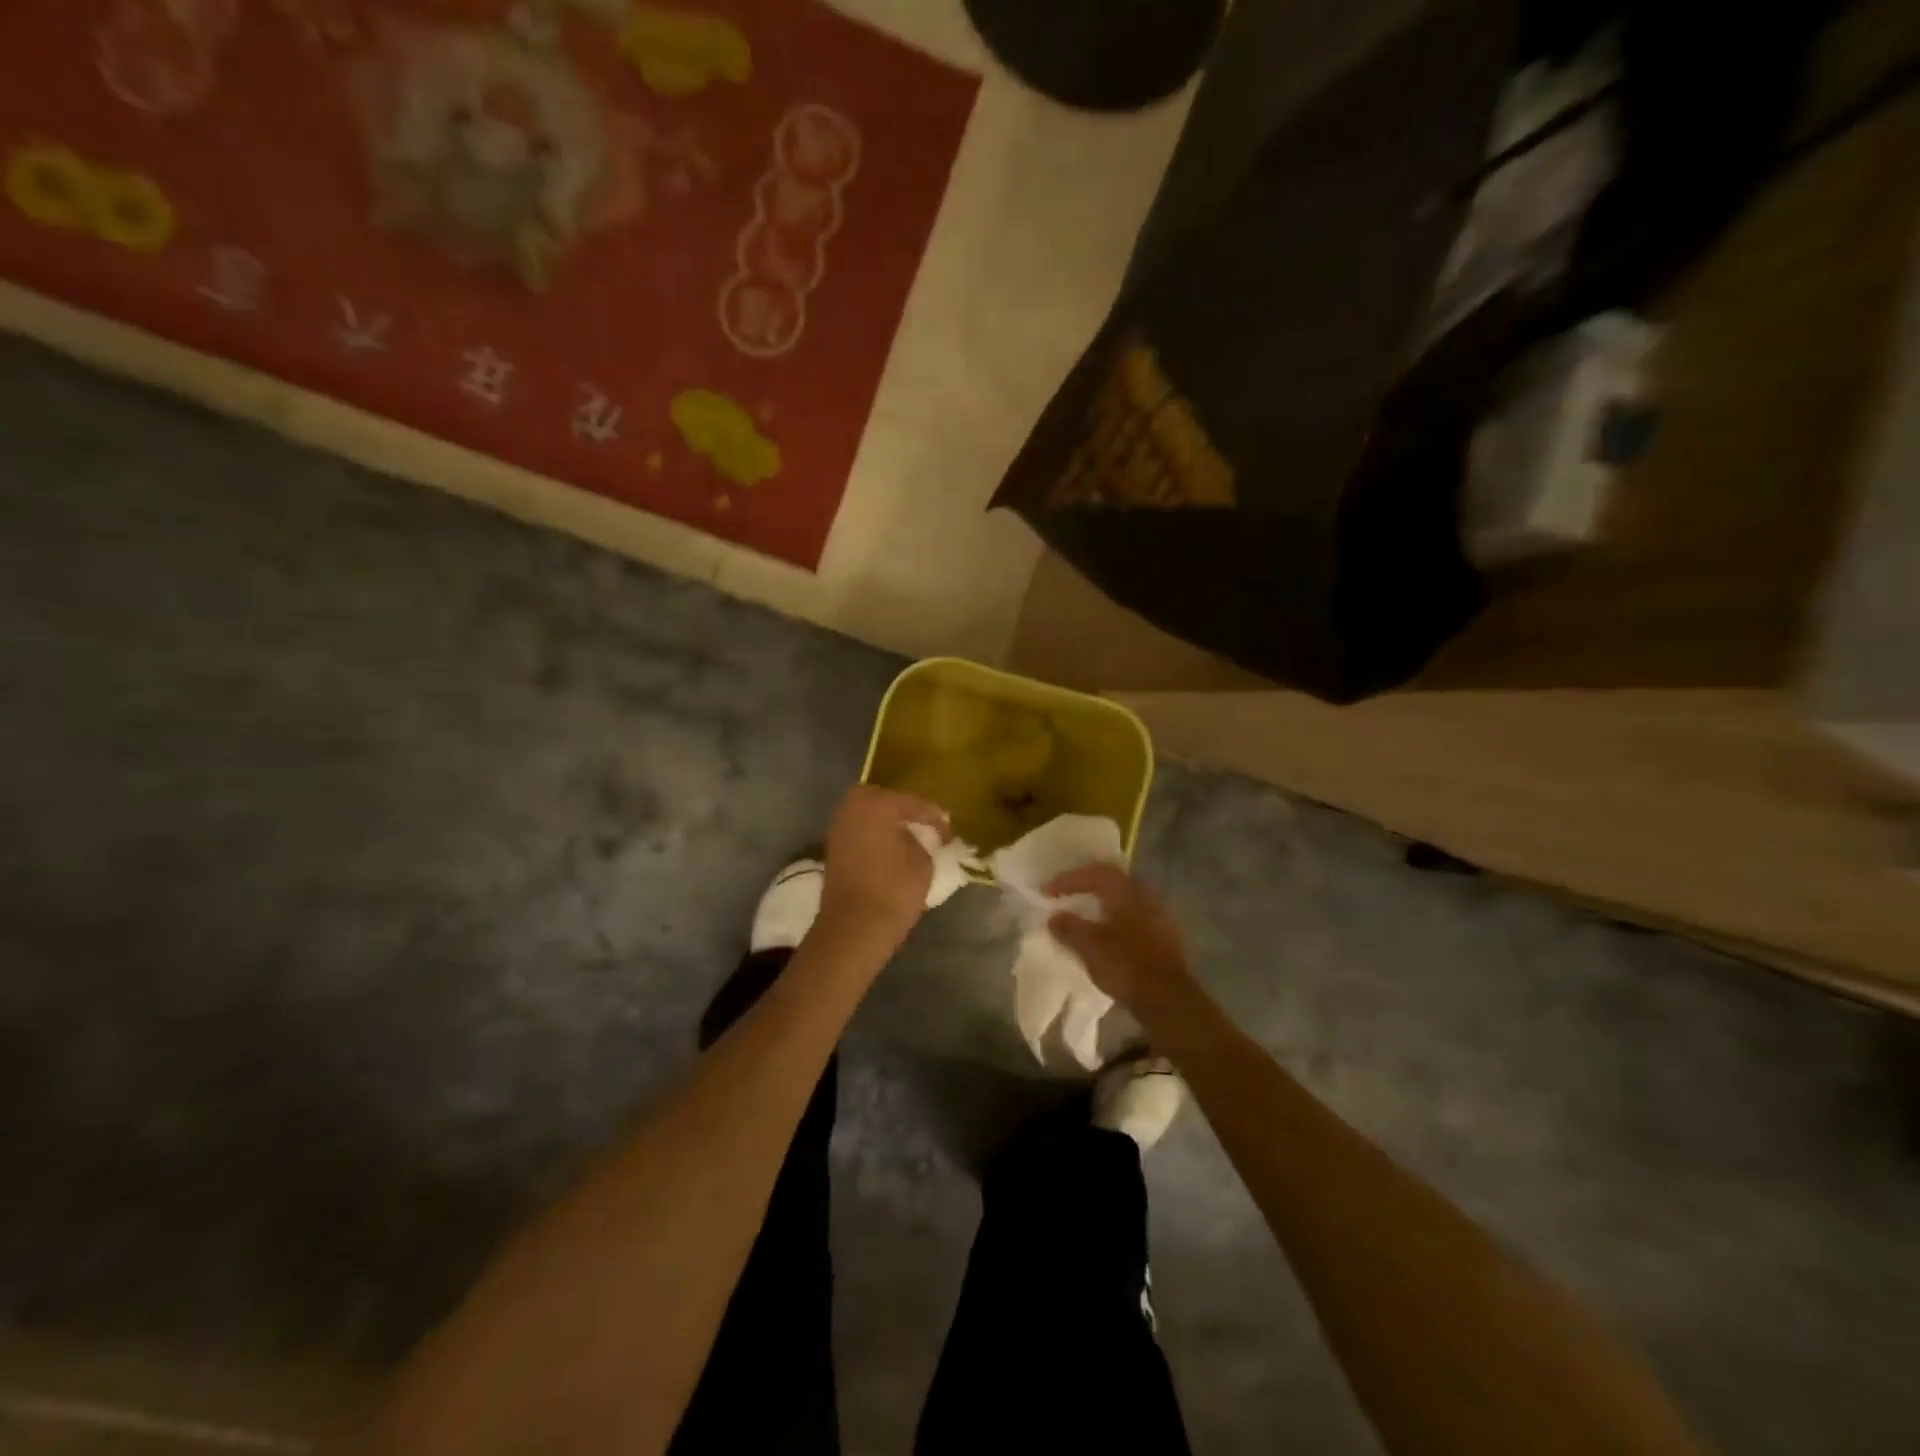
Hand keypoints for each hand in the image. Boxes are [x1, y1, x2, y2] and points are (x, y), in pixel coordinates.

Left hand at [818, 785, 950, 941]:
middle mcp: (852, 808)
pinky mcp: (833, 850)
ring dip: (890, 826)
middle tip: (928, 831)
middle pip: (887, 803)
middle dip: (908, 814)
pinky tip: (892, 852)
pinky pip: (861, 833)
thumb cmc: (893, 890)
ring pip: (871, 817)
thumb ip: (923, 840)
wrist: (853, 929)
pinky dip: (876, 838)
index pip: (913, 803)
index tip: (949, 834)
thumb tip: (917, 836)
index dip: (935, 818)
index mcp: (876, 803)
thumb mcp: (923, 861)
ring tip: (912, 842)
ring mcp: (838, 828)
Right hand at [1045, 864, 1190, 1006]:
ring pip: (1123, 901)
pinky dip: (1113, 921)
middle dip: (1086, 886)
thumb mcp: (1089, 947)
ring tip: (1082, 916)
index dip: (1068, 879)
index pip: (1095, 872)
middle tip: (1065, 895)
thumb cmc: (1126, 966)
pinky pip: (1132, 918)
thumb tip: (1054, 917)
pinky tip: (1104, 936)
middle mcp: (1145, 896)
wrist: (1169, 1000)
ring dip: (1101, 905)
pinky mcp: (1164, 937)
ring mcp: (1159, 916)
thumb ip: (1069, 928)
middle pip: (1112, 882)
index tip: (1047, 891)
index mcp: (1126, 892)